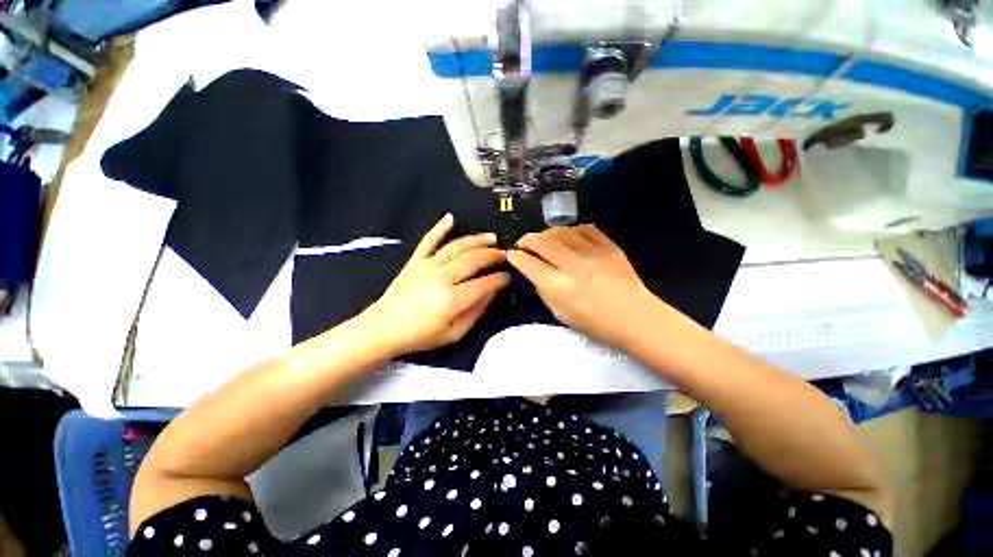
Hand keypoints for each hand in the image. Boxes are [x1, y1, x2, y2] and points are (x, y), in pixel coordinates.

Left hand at [362, 214, 509, 355]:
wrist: (384, 328)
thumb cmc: (421, 335)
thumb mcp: (454, 334)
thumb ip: (475, 313)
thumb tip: (492, 293)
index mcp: (452, 299)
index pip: (484, 284)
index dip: (499, 279)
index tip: (508, 277)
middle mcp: (442, 277)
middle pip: (473, 260)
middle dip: (493, 256)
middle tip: (505, 255)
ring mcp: (427, 266)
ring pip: (457, 247)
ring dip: (477, 240)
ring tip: (492, 238)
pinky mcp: (415, 261)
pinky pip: (428, 240)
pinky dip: (439, 228)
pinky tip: (451, 217)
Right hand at [507, 225, 656, 345]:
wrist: (635, 317)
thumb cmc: (595, 323)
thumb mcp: (560, 314)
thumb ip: (543, 290)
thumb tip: (533, 272)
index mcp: (559, 286)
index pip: (529, 264)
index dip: (516, 257)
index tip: (511, 254)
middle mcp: (572, 265)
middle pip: (541, 242)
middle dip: (526, 239)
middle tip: (523, 243)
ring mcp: (592, 252)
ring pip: (561, 231)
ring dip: (546, 233)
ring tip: (544, 240)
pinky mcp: (608, 246)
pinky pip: (584, 228)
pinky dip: (571, 230)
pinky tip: (569, 237)